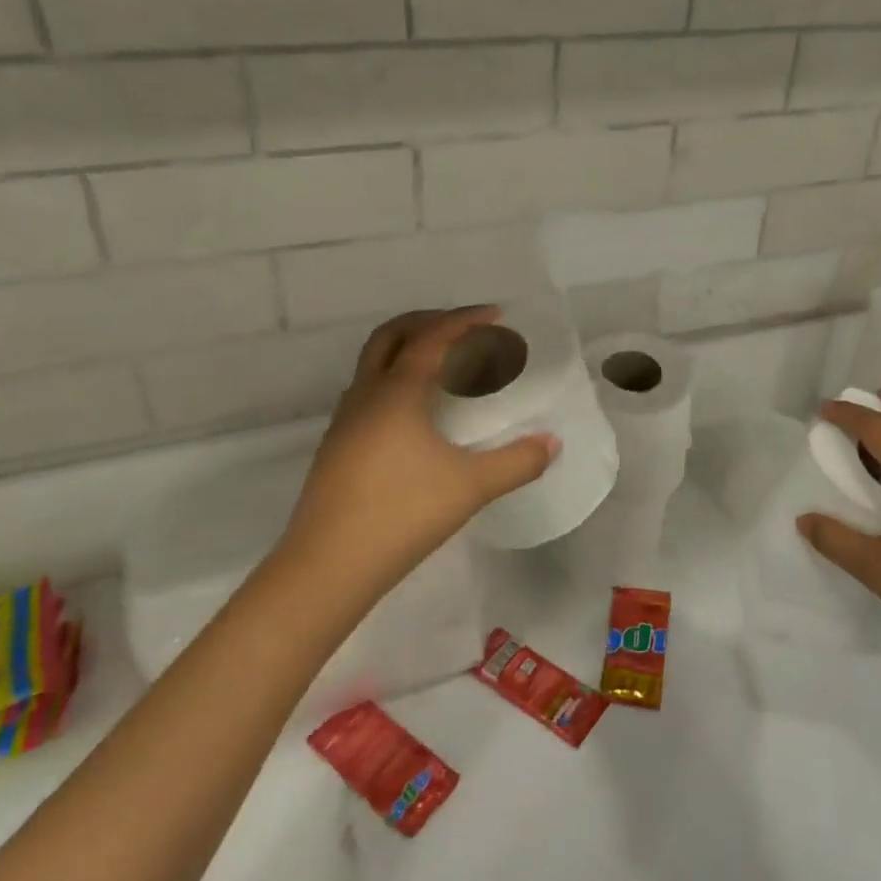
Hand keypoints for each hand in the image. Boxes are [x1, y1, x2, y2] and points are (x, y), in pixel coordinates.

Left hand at [280, 306, 556, 597]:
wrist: (328, 565)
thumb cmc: (402, 514)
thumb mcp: (470, 487)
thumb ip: (517, 462)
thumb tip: (552, 443)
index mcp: (396, 392)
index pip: (431, 337)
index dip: (464, 320)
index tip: (495, 314)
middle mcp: (365, 395)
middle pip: (391, 335)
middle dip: (428, 322)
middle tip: (463, 328)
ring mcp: (344, 421)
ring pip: (373, 364)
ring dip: (407, 350)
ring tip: (445, 367)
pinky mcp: (337, 447)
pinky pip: (368, 392)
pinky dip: (395, 381)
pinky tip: (417, 415)